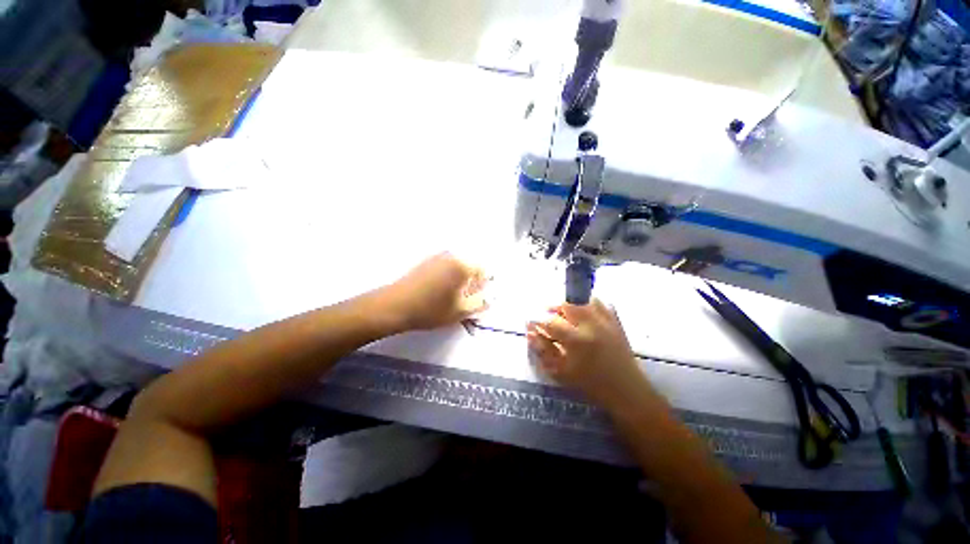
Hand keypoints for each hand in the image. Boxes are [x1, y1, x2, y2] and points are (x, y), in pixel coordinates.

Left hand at [382, 252, 488, 331]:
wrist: (394, 306)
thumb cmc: (430, 310)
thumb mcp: (460, 311)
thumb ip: (479, 304)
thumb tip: (488, 297)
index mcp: (462, 266)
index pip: (483, 270)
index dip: (483, 285)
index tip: (477, 298)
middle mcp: (450, 256)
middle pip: (470, 267)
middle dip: (471, 283)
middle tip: (465, 299)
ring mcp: (436, 257)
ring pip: (456, 267)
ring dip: (459, 281)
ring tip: (452, 298)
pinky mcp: (425, 262)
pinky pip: (444, 267)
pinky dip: (447, 278)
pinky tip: (439, 292)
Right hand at [527, 299, 648, 408]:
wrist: (626, 390)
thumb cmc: (591, 384)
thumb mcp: (562, 371)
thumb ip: (544, 350)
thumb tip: (529, 333)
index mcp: (577, 340)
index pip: (551, 322)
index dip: (537, 321)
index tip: (530, 323)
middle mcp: (591, 325)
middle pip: (567, 305)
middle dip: (553, 308)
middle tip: (548, 317)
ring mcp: (605, 321)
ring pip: (583, 300)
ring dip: (571, 305)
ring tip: (566, 315)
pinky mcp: (616, 321)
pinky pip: (601, 303)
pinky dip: (589, 305)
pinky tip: (585, 314)